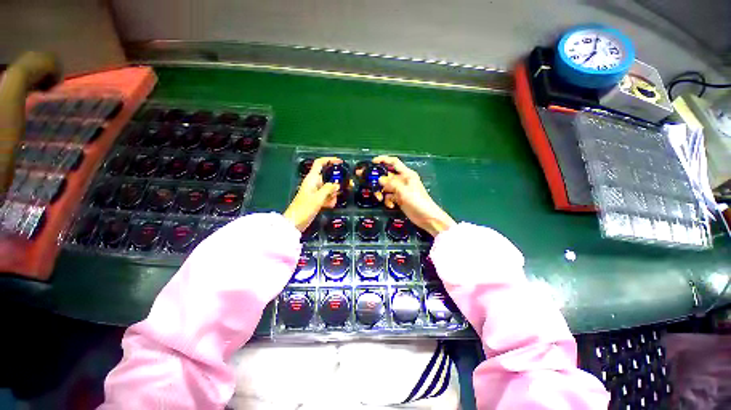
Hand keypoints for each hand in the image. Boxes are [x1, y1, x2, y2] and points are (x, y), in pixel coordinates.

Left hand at [284, 157, 340, 231]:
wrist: (295, 222)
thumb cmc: (305, 208)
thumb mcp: (318, 198)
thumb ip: (329, 189)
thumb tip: (337, 184)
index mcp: (312, 179)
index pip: (320, 163)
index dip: (329, 160)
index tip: (340, 162)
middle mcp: (314, 183)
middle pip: (328, 178)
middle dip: (336, 183)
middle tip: (347, 187)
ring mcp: (315, 192)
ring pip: (329, 189)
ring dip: (333, 194)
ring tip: (331, 202)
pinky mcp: (316, 200)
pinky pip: (327, 196)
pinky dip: (329, 200)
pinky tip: (329, 206)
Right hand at [372, 156, 455, 236]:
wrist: (427, 217)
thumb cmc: (418, 201)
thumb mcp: (404, 191)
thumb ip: (391, 184)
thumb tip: (379, 179)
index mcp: (407, 174)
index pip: (394, 162)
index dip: (383, 160)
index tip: (372, 162)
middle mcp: (403, 180)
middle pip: (387, 176)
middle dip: (378, 179)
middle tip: (366, 180)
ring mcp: (401, 190)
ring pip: (386, 187)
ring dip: (382, 192)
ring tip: (380, 198)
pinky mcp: (399, 199)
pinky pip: (389, 196)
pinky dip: (388, 200)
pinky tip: (390, 205)